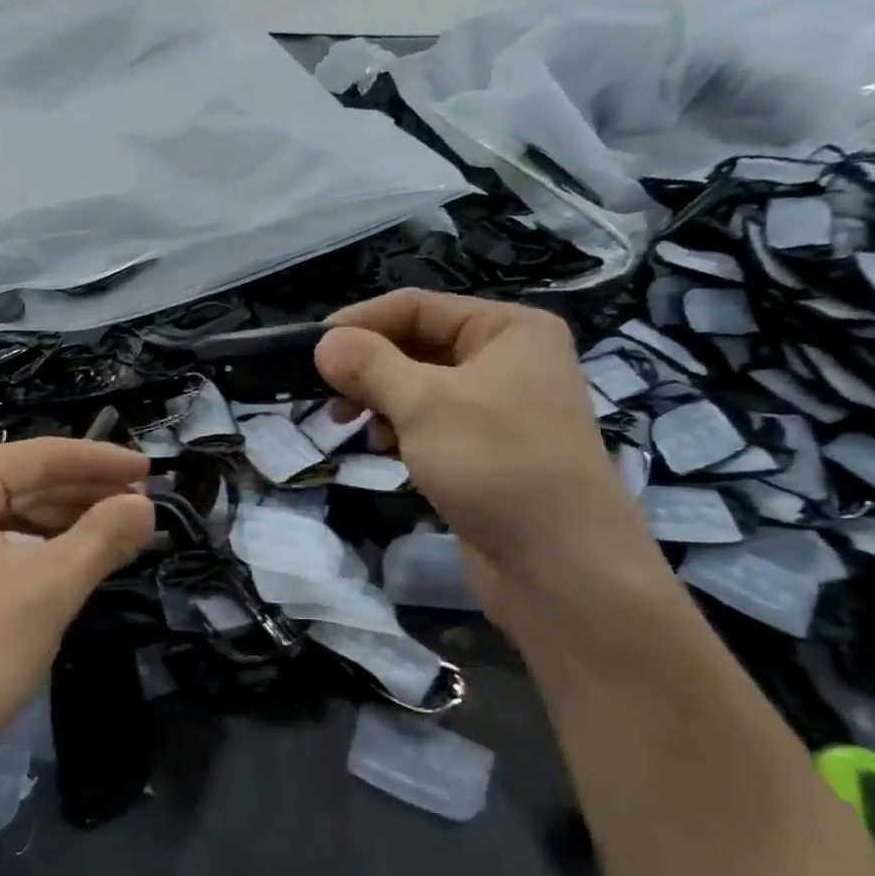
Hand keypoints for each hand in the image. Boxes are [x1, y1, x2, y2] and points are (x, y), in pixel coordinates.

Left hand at [0, 439, 153, 813]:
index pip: (39, 456)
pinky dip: (20, 550)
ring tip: (110, 535)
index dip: (102, 463)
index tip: (151, 472)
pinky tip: (58, 563)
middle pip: (15, 482)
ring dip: (54, 525)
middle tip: (139, 510)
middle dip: (80, 497)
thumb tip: (144, 506)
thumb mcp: (48, 590)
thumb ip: (103, 537)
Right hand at [314, 291, 651, 612]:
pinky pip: (432, 423)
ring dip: (381, 401)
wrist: (562, 569)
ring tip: (353, 427)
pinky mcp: (488, 451)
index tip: (312, 351)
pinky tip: (384, 451)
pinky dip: (402, 430)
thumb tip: (324, 343)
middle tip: (329, 397)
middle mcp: (509, 359)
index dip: (360, 323)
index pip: (416, 306)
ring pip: (420, 386)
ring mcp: (501, 408)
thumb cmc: (497, 465)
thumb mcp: (424, 404)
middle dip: (369, 368)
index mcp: (508, 328)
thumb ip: (369, 365)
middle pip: (417, 344)